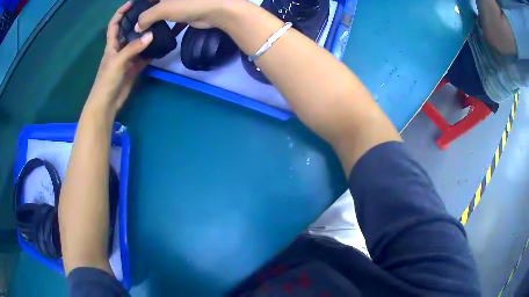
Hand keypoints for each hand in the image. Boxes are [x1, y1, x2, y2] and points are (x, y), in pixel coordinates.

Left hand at [87, 1, 152, 116]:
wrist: (107, 103)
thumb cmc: (106, 81)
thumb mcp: (117, 62)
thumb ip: (133, 48)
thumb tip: (151, 35)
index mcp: (112, 45)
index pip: (114, 24)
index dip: (121, 12)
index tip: (132, 2)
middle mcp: (120, 48)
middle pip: (128, 30)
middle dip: (137, 20)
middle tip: (152, 11)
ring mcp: (128, 58)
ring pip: (138, 42)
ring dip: (147, 35)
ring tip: (160, 24)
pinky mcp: (134, 67)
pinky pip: (145, 56)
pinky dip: (152, 51)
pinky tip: (161, 45)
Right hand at [135, 0, 242, 31]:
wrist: (217, 10)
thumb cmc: (188, 4)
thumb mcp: (162, 9)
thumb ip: (146, 17)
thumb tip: (137, 27)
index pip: (147, 0)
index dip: (139, 7)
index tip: (131, 18)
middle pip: (155, 6)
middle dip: (146, 17)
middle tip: (136, 30)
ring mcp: (181, 4)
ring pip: (164, 13)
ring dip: (156, 23)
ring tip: (146, 34)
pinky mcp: (187, 13)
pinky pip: (174, 20)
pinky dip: (169, 28)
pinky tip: (162, 36)